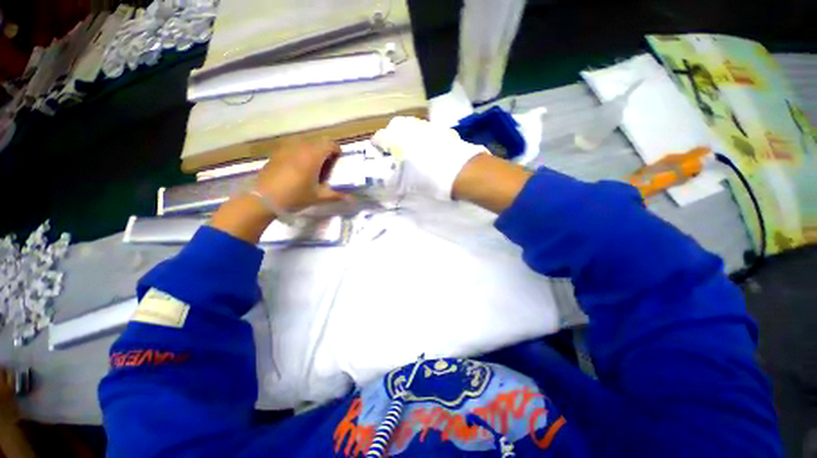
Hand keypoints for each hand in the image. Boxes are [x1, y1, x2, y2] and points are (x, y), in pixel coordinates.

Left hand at [210, 140, 347, 243]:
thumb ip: (336, 195)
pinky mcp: (277, 153)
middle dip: (326, 151)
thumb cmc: (295, 196)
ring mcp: (287, 148)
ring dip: (313, 152)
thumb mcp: (318, 197)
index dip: (337, 151)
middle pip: (319, 142)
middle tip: (327, 167)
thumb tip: (352, 198)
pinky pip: (294, 147)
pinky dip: (301, 153)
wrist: (263, 198)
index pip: (330, 144)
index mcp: (313, 156)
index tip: (338, 162)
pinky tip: (298, 169)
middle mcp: (301, 147)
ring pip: (306, 143)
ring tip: (313, 167)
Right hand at [372, 116, 486, 199]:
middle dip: (392, 136)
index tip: (378, 154)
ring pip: (411, 125)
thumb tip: (390, 182)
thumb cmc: (429, 178)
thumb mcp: (408, 183)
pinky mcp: (441, 129)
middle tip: (394, 151)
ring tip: (411, 151)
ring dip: (408, 135)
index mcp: (397, 138)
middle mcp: (410, 126)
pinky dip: (422, 137)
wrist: (461, 171)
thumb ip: (396, 180)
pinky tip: (427, 149)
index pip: (379, 137)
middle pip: (395, 125)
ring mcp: (427, 125)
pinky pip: (426, 129)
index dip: (377, 146)